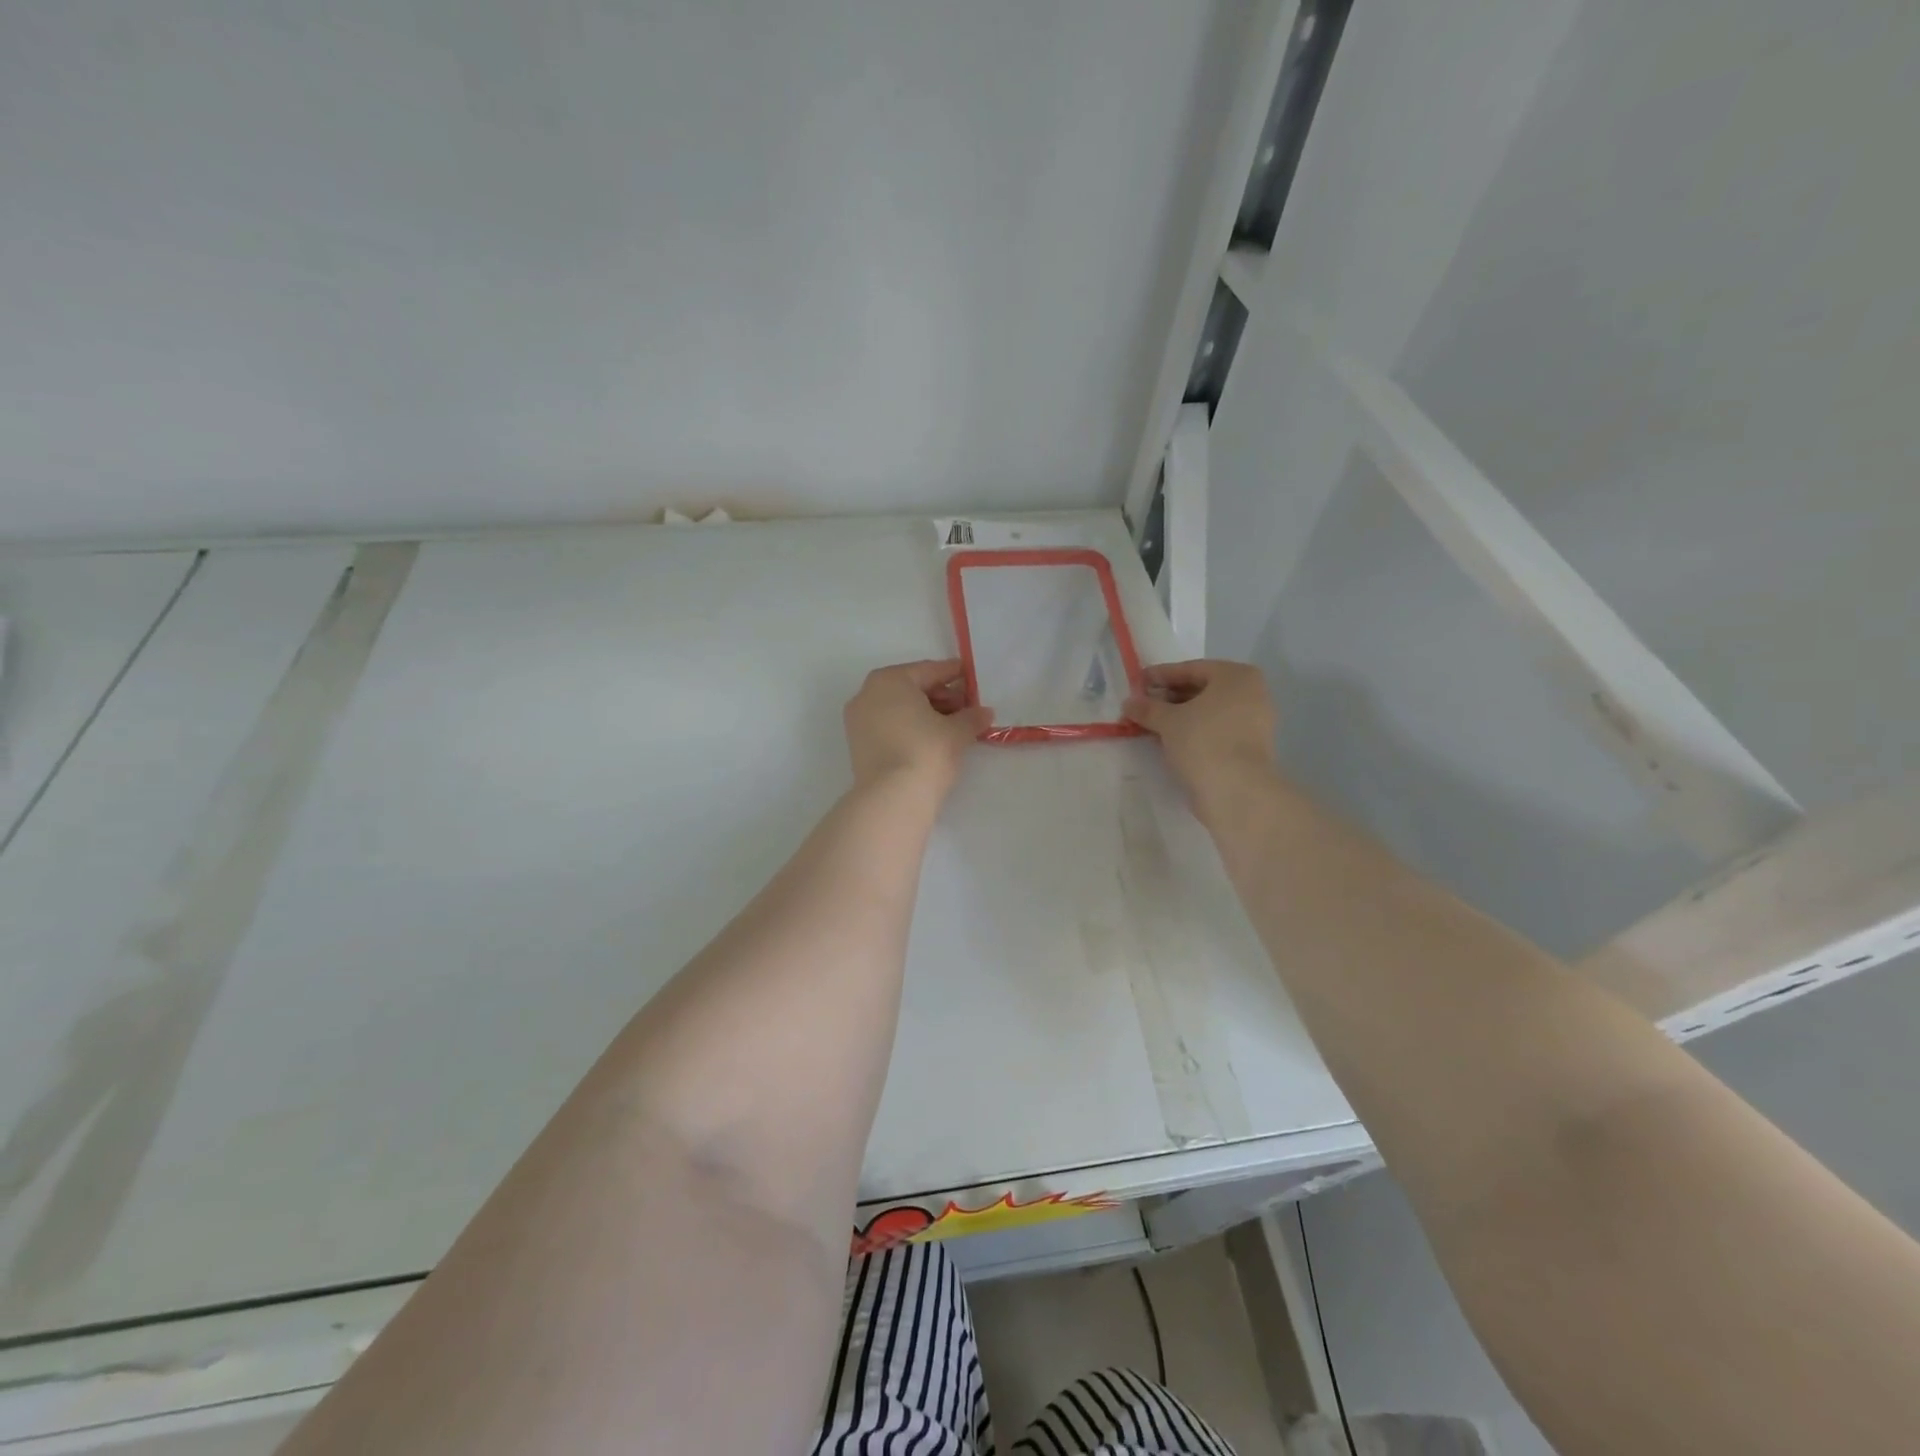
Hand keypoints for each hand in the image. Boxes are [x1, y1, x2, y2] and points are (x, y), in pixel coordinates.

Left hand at [844, 659, 992, 797]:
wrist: (892, 798)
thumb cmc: (926, 751)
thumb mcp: (957, 731)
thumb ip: (972, 716)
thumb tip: (984, 712)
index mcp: (890, 680)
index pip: (929, 670)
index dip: (954, 674)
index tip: (970, 676)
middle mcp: (868, 694)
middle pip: (912, 688)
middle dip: (941, 696)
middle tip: (967, 707)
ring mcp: (858, 721)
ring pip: (899, 709)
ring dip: (926, 713)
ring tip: (954, 726)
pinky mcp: (858, 745)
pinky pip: (890, 726)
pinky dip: (910, 728)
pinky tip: (932, 740)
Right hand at [1123, 659, 1278, 808]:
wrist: (1237, 791)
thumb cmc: (1203, 742)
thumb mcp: (1168, 721)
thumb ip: (1147, 708)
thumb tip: (1129, 703)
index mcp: (1236, 676)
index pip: (1190, 669)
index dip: (1160, 676)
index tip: (1136, 683)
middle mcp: (1251, 693)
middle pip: (1201, 690)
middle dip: (1169, 698)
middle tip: (1141, 706)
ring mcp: (1254, 722)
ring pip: (1208, 712)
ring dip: (1179, 716)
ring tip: (1150, 724)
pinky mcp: (1249, 747)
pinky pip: (1215, 730)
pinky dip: (1193, 732)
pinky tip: (1169, 741)